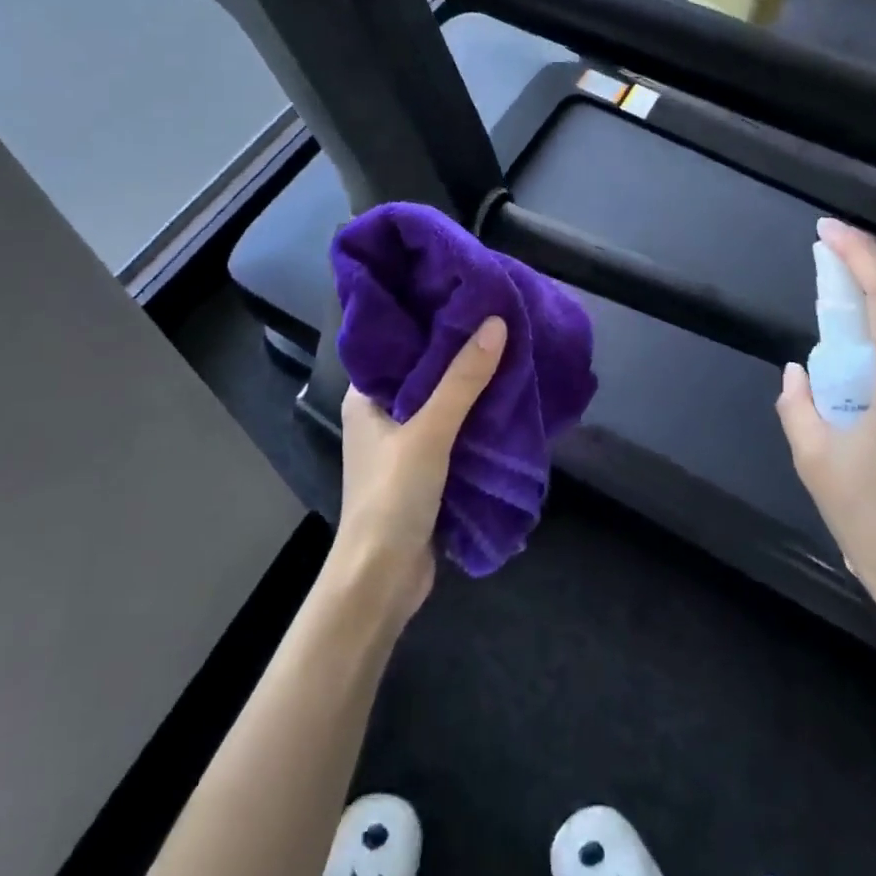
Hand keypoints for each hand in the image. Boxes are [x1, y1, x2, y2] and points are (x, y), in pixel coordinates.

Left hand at [329, 317, 507, 623]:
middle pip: (425, 371)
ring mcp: (403, 443)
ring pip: (442, 401)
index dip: (429, 319)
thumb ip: (462, 380)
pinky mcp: (424, 469)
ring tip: (510, 349)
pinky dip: (476, 416)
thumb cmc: (392, 496)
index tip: (465, 294)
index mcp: (366, 396)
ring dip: (471, 385)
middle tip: (498, 317)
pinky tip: (506, 398)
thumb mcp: (429, 431)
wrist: (383, 581)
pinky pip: (453, 430)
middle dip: (459, 351)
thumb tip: (497, 323)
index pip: (398, 343)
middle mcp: (381, 413)